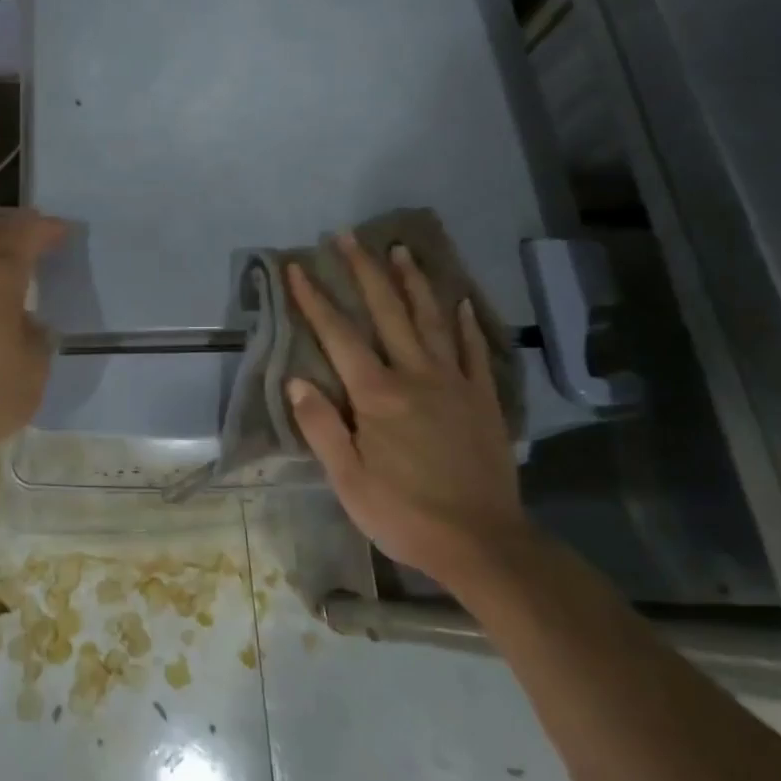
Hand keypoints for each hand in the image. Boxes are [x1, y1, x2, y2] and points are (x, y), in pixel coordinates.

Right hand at [287, 233, 525, 574]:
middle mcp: (415, 376)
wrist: (483, 544)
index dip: (314, 300)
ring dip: (413, 282)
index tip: (297, 267)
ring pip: (431, 320)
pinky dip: (465, 323)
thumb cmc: (405, 514)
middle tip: (348, 236)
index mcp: (377, 396)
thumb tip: (296, 380)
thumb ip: (321, 427)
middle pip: (387, 312)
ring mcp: (454, 383)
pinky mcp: (483, 400)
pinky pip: (473, 351)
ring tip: (400, 249)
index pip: (339, 337)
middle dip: (364, 271)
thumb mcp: (348, 481)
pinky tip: (460, 302)